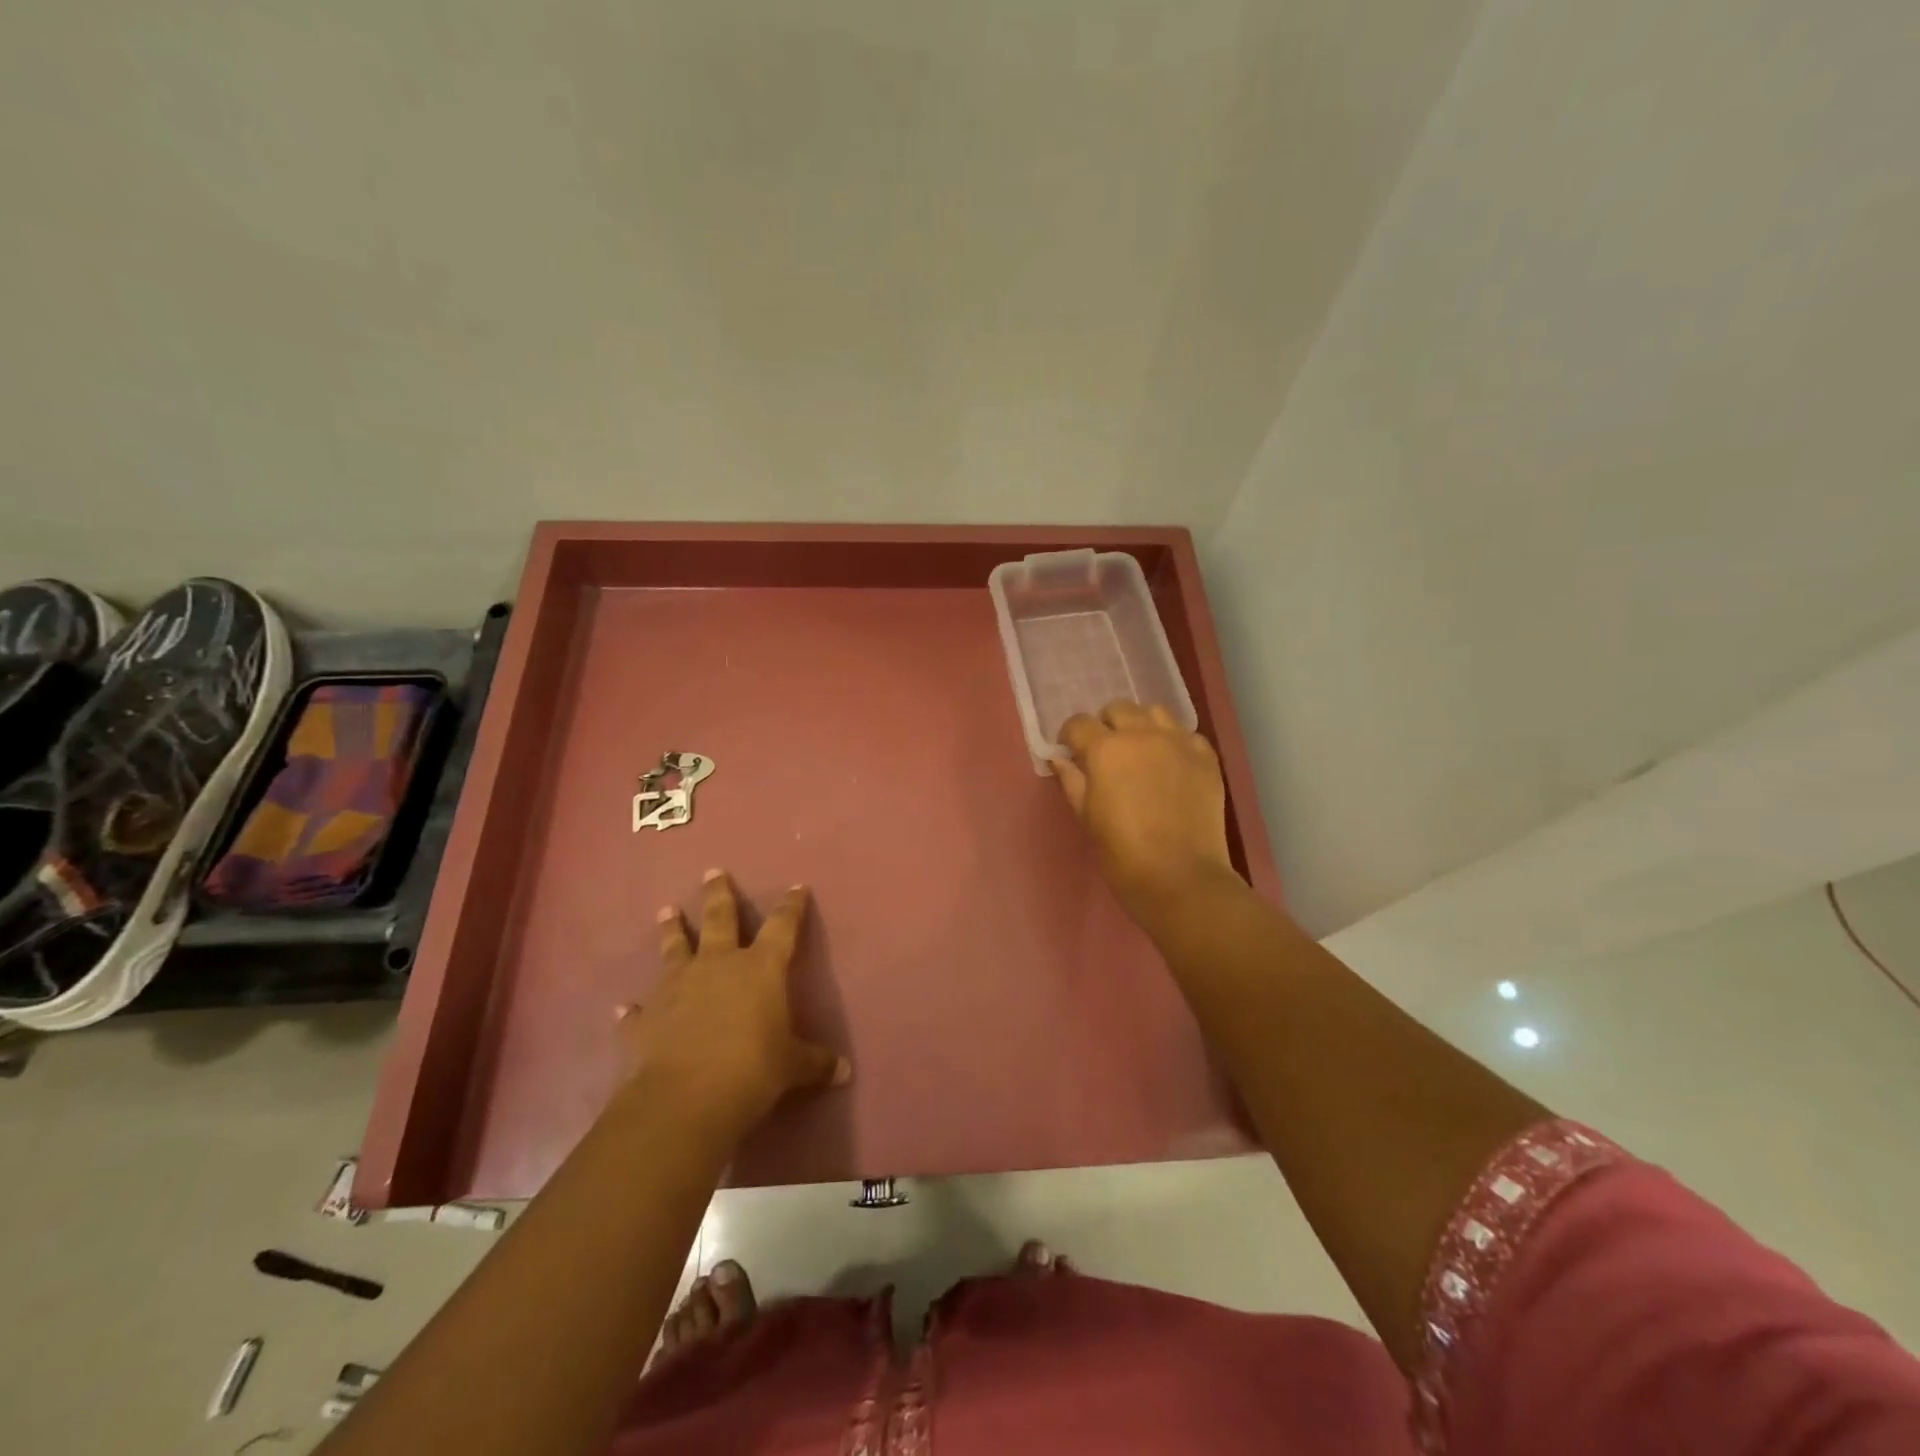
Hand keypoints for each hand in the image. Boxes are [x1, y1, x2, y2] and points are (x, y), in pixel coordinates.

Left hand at [616, 870, 850, 1136]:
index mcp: (760, 968)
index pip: (782, 926)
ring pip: (675, 948)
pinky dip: (634, 1009)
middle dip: (718, 894)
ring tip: (666, 910)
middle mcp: (718, 965)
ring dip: (672, 929)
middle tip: (713, 872)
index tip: (796, 888)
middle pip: (719, 918)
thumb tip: (844, 1070)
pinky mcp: (647, 1018)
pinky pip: (640, 1009)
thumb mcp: (792, 1068)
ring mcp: (677, 987)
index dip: (791, 906)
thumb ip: (816, 1062)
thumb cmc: (751, 1071)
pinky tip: (625, 1008)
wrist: (683, 1099)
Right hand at [1055, 701, 1238, 917]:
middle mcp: (1141, 734)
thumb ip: (1071, 780)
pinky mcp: (1206, 757)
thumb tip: (1059, 759)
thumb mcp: (1086, 816)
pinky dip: (1175, 742)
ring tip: (1141, 749)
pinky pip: (1187, 734)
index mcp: (1105, 749)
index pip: (1079, 724)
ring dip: (1142, 725)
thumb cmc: (1121, 852)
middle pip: (1119, 709)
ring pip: (1155, 712)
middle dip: (1107, 725)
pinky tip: (1172, 764)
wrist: (1180, 876)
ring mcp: (1178, 742)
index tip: (1071, 752)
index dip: (1071, 736)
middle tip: (1107, 752)